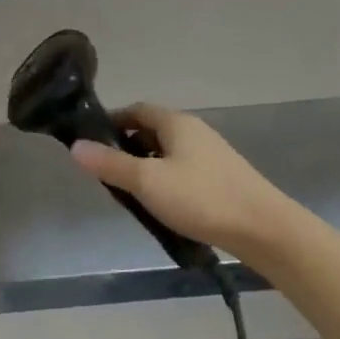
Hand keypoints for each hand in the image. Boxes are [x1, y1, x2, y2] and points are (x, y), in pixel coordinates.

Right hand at [69, 103, 294, 256]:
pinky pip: (183, 170)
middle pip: (151, 130)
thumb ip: (111, 165)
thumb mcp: (148, 182)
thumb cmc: (201, 198)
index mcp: (175, 122)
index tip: (91, 143)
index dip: (112, 122)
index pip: (136, 109)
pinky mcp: (221, 177)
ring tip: (131, 194)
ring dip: (147, 166)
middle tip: (107, 174)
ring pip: (168, 152)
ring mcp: (211, 154)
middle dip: (127, 148)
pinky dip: (166, 180)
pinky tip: (163, 206)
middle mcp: (194, 130)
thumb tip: (76, 146)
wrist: (264, 229)